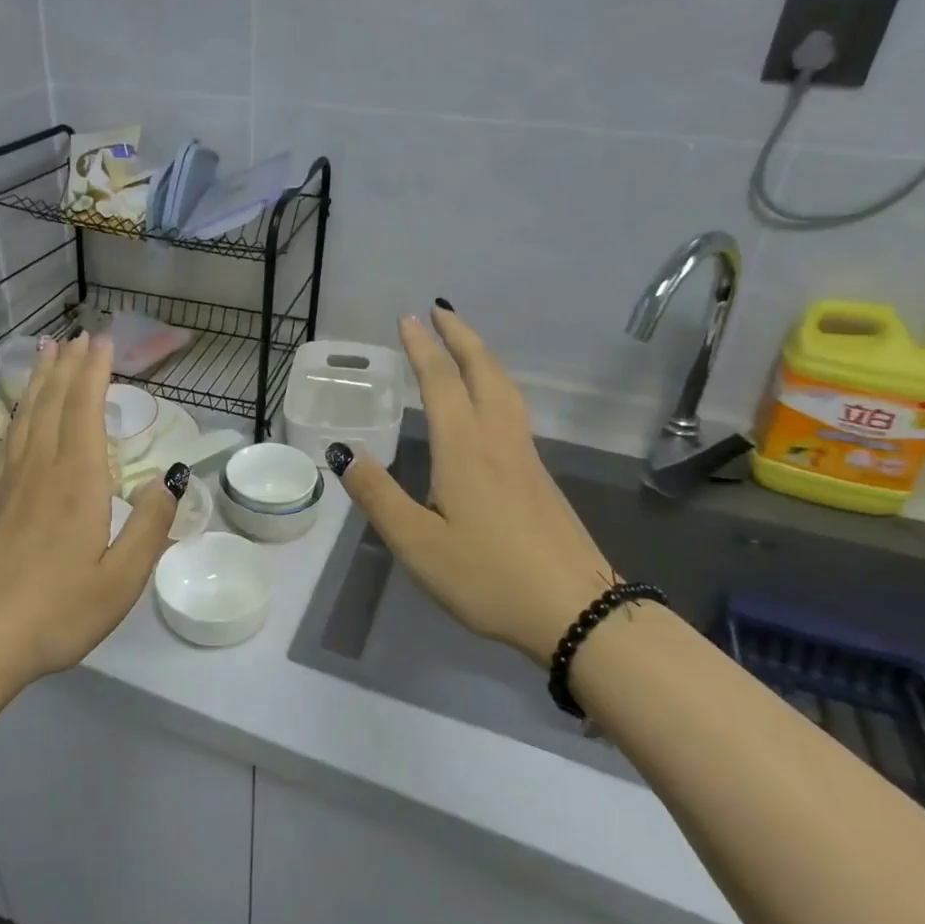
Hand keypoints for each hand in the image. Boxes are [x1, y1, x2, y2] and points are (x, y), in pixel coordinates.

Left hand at [0, 333, 181, 685]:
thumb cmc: (56, 612)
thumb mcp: (120, 580)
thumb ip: (150, 527)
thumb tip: (169, 480)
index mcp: (77, 482)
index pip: (85, 410)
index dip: (94, 371)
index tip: (101, 340)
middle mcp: (40, 470)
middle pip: (53, 403)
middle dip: (67, 365)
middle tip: (75, 334)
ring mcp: (8, 484)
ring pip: (26, 416)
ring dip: (39, 380)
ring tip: (44, 351)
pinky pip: (9, 439)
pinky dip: (20, 412)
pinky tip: (21, 416)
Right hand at [331, 305, 614, 666]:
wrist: (579, 612)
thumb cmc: (488, 577)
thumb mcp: (417, 544)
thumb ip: (379, 496)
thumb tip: (345, 451)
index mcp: (464, 449)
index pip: (442, 383)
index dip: (423, 349)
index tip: (408, 318)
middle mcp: (498, 441)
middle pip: (483, 372)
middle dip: (460, 336)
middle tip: (439, 310)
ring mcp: (526, 458)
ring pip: (505, 389)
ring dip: (482, 356)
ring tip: (464, 344)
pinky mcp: (540, 478)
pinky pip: (514, 410)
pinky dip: (496, 384)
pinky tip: (490, 402)